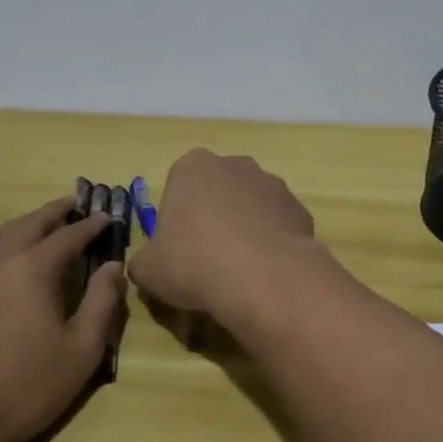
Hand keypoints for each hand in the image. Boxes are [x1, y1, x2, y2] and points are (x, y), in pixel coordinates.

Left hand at [0, 197, 124, 441]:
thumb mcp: (83, 350)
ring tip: (25, 228)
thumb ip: (103, 301)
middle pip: (26, 226)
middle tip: (70, 206)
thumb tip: (113, 265)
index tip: (105, 218)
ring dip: (10, 228)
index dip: (90, 226)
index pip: (68, 236)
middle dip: (52, 213)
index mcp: (32, 269)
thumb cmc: (26, 391)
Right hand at [128, 150, 321, 325]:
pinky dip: (270, 244)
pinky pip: (277, 226)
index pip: (178, 187)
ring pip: (249, 208)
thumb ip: (144, 261)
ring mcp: (272, 183)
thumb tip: (150, 265)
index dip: (176, 221)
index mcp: (193, 166)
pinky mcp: (299, 208)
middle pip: (217, 193)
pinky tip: (265, 273)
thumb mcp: (147, 269)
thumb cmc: (194, 262)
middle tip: (205, 262)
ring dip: (243, 231)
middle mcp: (235, 164)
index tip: (177, 250)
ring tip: (238, 274)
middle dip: (212, 220)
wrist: (263, 277)